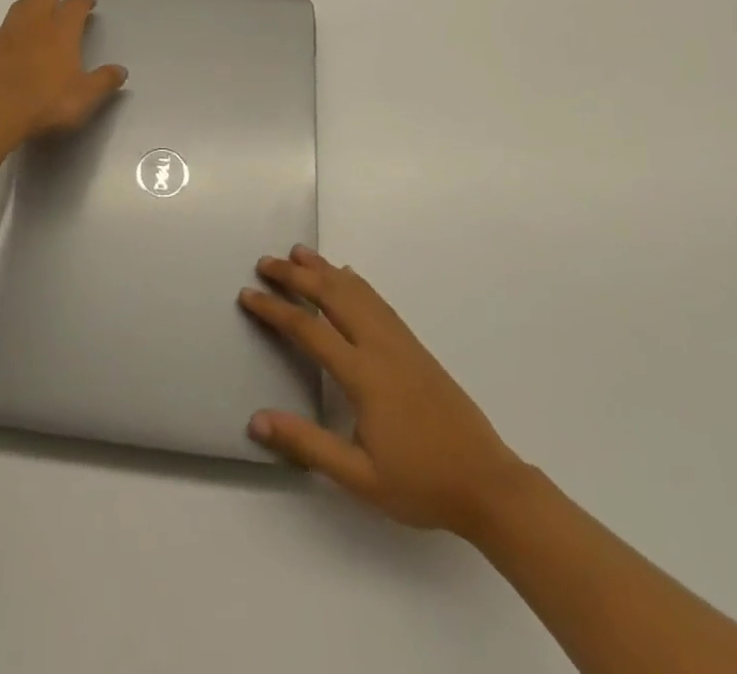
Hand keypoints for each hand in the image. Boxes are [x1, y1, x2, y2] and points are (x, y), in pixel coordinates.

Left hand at [0, 0, 127, 141]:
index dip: (83, 1)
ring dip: (29, 2)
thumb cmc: (46, 104)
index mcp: (61, 33)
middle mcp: (34, 25)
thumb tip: (121, 70)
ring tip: (34, 4)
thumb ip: (104, 81)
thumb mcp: (85, 98)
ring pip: (18, 7)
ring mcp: (4, 33)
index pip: (75, 6)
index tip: (89, 1)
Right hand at [239, 246, 524, 535]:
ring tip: (299, 252)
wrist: (488, 483)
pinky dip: (354, 281)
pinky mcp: (415, 346)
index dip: (275, 309)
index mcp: (363, 374)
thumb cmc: (421, 482)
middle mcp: (380, 346)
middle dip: (296, 275)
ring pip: (357, 291)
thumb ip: (307, 444)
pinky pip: (377, 301)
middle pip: (332, 295)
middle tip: (266, 262)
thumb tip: (256, 421)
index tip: (248, 293)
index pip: (308, 330)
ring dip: (325, 269)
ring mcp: (401, 342)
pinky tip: (348, 277)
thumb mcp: (360, 477)